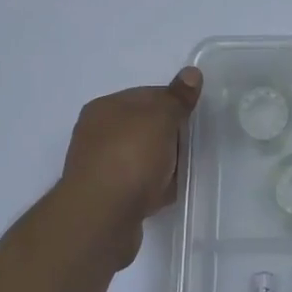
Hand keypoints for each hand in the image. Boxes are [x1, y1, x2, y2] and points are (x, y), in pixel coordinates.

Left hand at [61, 68, 202, 264]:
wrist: (101, 218)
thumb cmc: (130, 157)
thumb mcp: (160, 118)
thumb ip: (177, 98)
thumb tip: (191, 73)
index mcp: (105, 108)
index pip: (147, 95)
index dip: (173, 103)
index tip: (194, 117)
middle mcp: (97, 135)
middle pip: (146, 128)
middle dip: (170, 136)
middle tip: (192, 145)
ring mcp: (100, 168)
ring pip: (143, 158)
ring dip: (164, 164)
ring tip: (182, 172)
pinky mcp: (107, 198)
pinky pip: (139, 185)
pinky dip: (155, 188)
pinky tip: (168, 194)